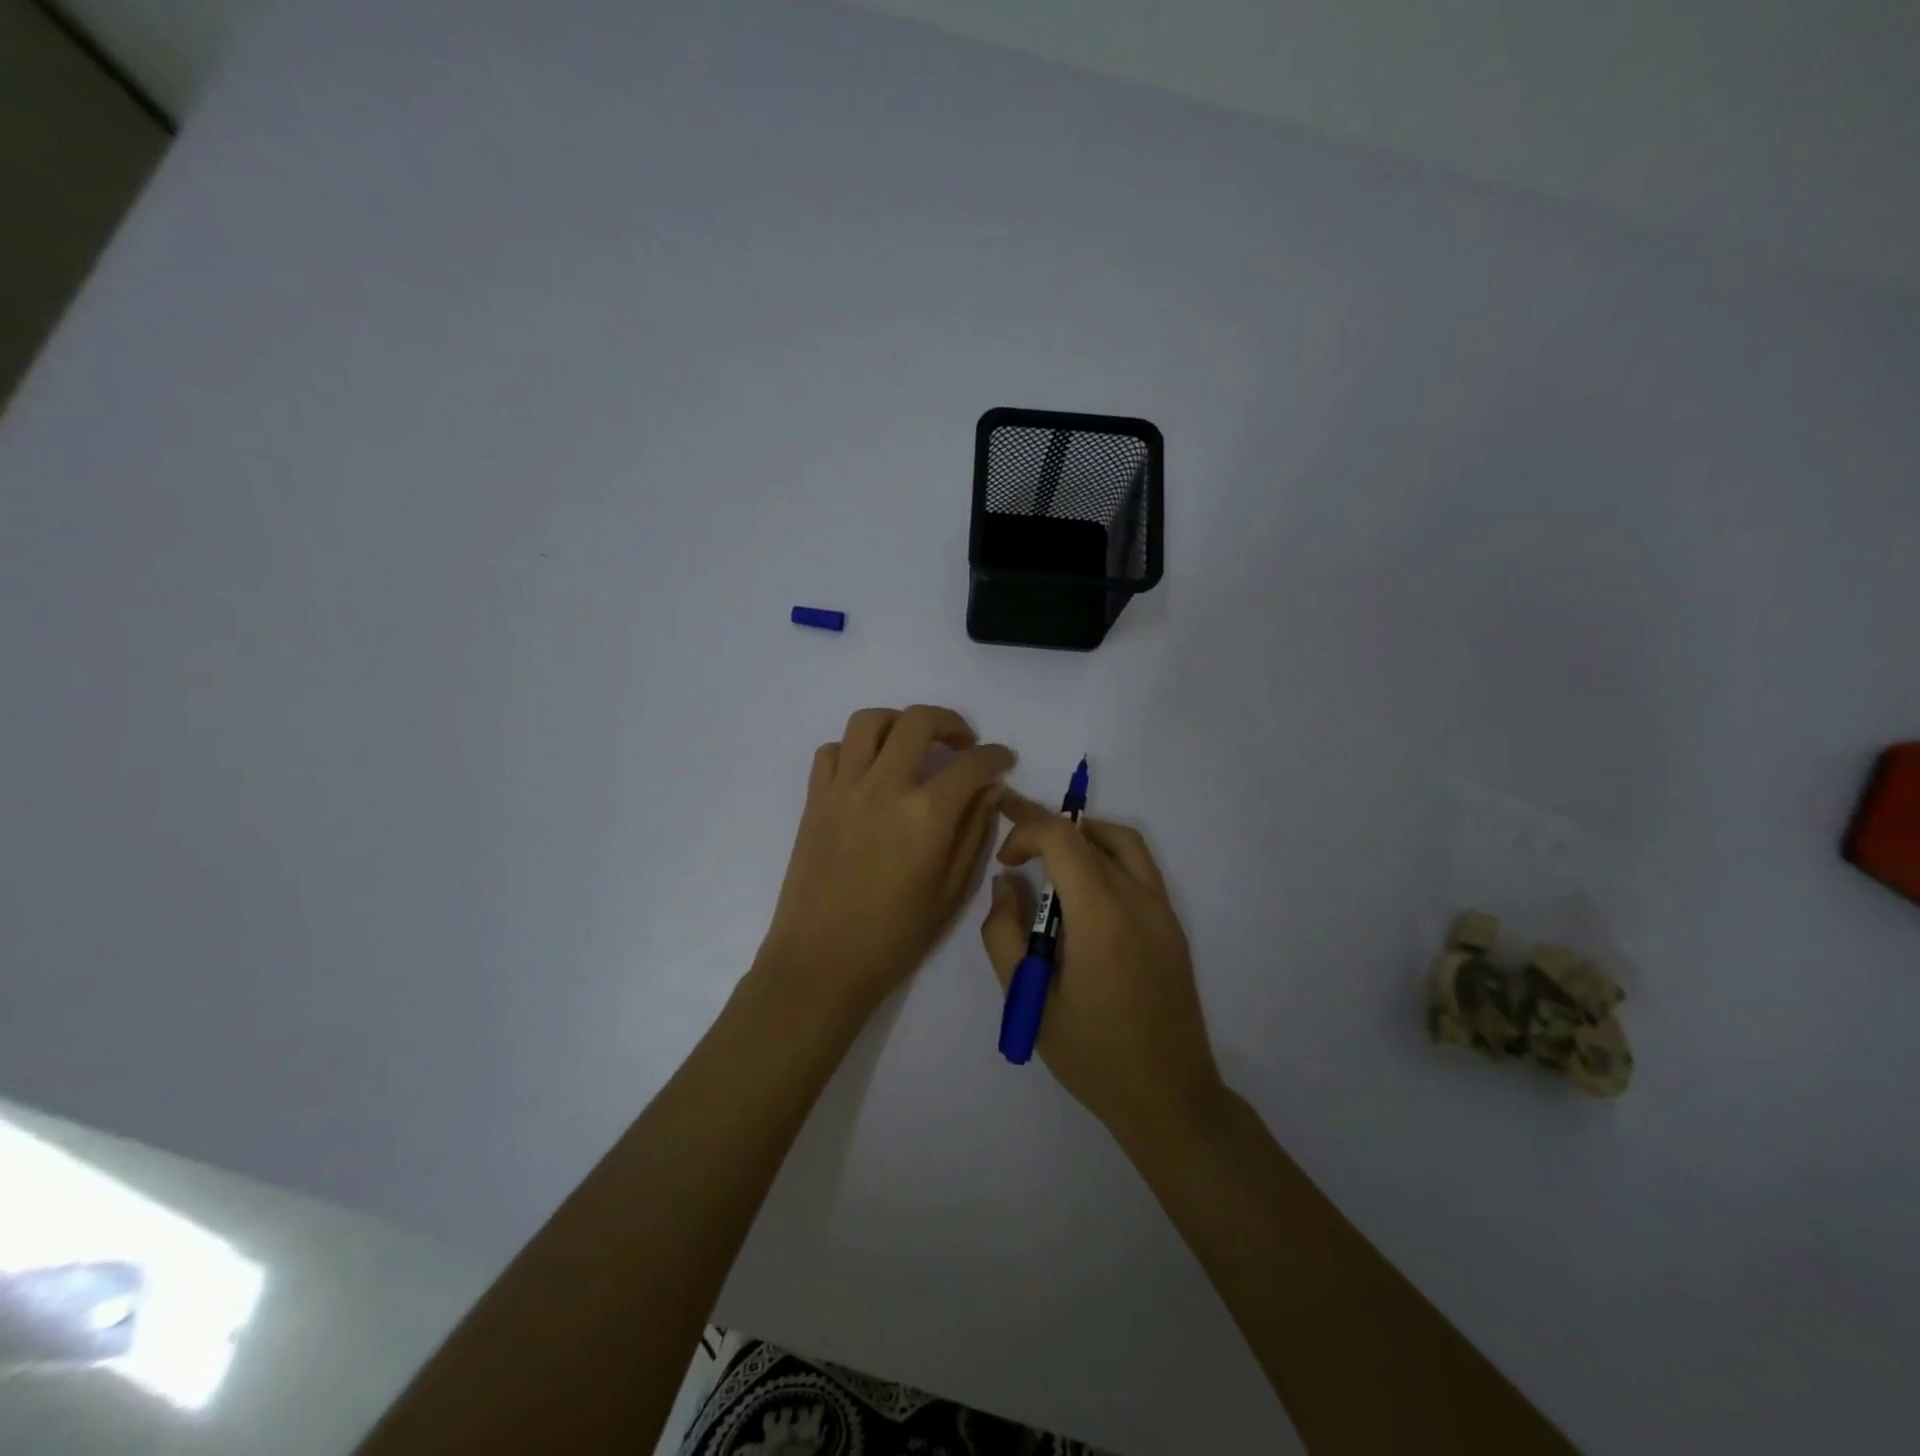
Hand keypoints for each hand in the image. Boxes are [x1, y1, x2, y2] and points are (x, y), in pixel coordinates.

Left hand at [759, 706, 1014, 1017]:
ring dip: (898, 723)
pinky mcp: (815, 799)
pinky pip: (832, 750)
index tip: (1003, 761)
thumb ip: (974, 833)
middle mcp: (884, 787)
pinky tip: (869, 773)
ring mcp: (843, 789)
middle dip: (950, 722)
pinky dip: (854, 749)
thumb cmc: (894, 937)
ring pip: (868, 721)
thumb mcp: (951, 892)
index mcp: (926, 815)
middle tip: (961, 744)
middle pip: (917, 721)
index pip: (971, 764)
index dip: (995, 756)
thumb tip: (989, 790)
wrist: (820, 962)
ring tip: (912, 746)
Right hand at [980, 791, 1223, 1144]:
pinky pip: (1139, 867)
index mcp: (1102, 917)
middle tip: (1014, 844)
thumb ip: (1004, 934)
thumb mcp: (1028, 999)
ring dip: (1082, 836)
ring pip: (1122, 842)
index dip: (1026, 832)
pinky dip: (1106, 856)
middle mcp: (1139, 900)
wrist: (1169, 1096)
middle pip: (1090, 835)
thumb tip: (1006, 884)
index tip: (1005, 861)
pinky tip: (1083, 891)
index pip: (1062, 839)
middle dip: (1046, 828)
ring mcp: (1163, 910)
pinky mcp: (1172, 925)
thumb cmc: (1092, 1054)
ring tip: (1049, 857)